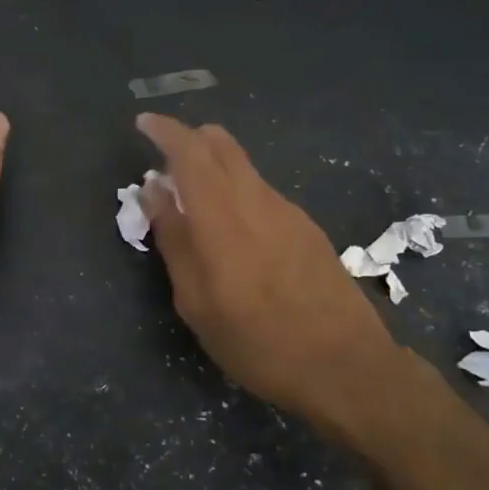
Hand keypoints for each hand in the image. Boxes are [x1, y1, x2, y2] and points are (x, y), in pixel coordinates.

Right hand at [136, 113, 399, 438]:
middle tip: (164, 157)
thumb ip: (174, 239)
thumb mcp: (197, 303)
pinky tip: (232, 227)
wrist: (345, 365)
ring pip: (244, 165)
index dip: (164, 131)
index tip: (143, 124)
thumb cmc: (257, 342)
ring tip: (192, 198)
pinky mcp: (307, 226)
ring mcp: (287, 210)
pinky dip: (236, 188)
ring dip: (213, 165)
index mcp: (222, 216)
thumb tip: (154, 190)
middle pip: (222, 144)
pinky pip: (261, 189)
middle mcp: (256, 199)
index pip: (189, 151)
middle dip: (189, 139)